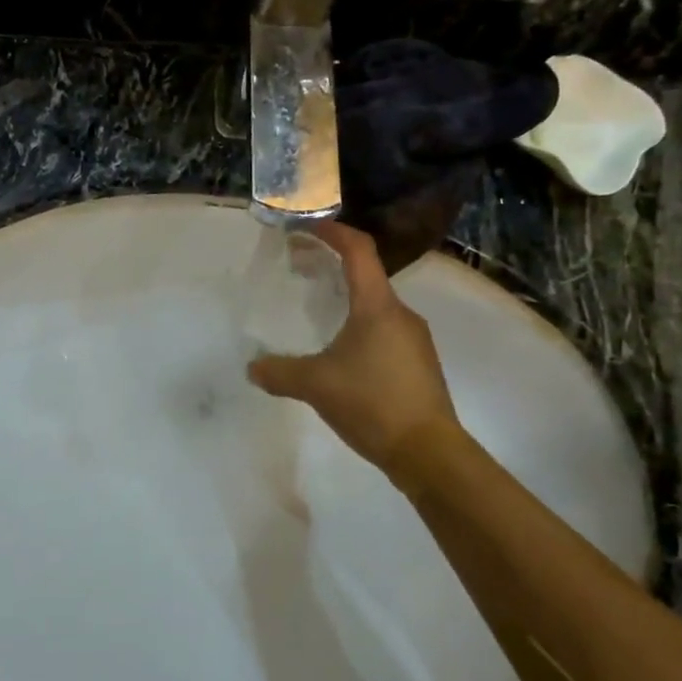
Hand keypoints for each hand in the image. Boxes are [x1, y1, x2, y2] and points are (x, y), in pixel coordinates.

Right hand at [247, 220, 462, 473]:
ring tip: (318, 310)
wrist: (428, 452)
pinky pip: (385, 330)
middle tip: (301, 268)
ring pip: (376, 305)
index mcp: (378, 306)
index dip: (333, 232)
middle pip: (367, 275)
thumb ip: (279, 372)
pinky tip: (342, 352)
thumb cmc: (372, 403)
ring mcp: (414, 339)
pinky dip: (360, 325)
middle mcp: (401, 314)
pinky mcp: (418, 363)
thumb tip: (252, 367)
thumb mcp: (315, 385)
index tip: (307, 228)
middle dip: (333, 265)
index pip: (359, 250)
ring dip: (347, 298)